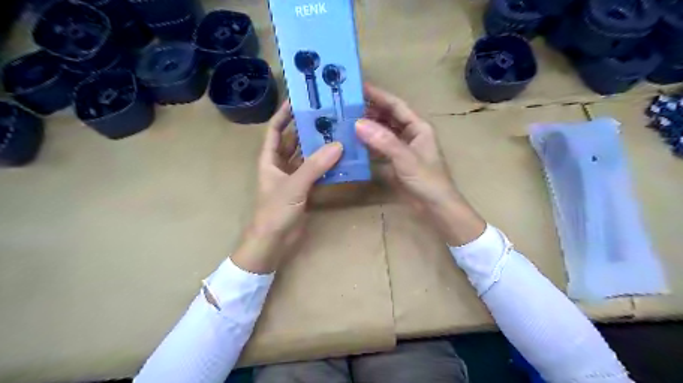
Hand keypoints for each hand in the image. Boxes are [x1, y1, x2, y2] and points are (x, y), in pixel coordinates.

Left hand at [232, 101, 344, 272]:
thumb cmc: (275, 211)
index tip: (300, 100)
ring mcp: (294, 178)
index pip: (275, 130)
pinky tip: (341, 158)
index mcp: (270, 159)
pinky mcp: (305, 190)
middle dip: (308, 128)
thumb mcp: (294, 186)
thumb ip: (315, 166)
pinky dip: (327, 166)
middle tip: (328, 115)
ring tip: (338, 132)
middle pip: (294, 141)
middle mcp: (281, 165)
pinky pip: (317, 172)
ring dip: (320, 147)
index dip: (284, 114)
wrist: (274, 242)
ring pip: (307, 156)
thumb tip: (338, 145)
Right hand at [357, 83, 485, 244]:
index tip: (358, 87)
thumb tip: (358, 124)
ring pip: (383, 132)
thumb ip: (384, 141)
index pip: (396, 105)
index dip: (378, 95)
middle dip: (370, 111)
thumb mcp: (406, 159)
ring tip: (346, 122)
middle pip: (388, 117)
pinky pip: (380, 148)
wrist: (435, 207)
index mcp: (418, 127)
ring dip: (367, 127)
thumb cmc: (427, 180)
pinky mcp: (396, 162)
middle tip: (346, 106)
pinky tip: (354, 143)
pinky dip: (368, 145)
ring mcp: (402, 149)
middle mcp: (410, 134)